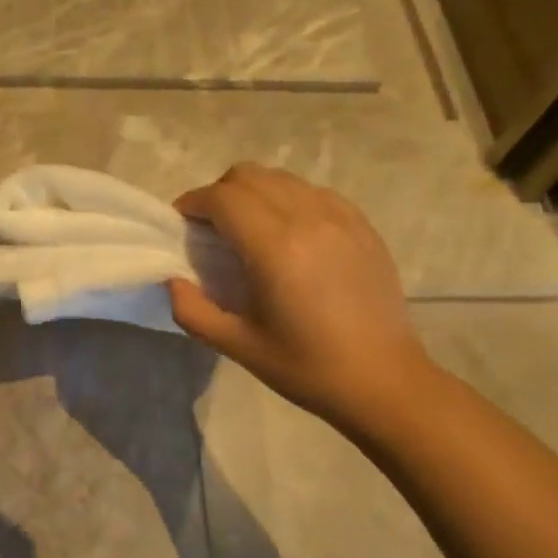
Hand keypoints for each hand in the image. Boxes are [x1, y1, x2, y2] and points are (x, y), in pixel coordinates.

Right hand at [167, 165, 434, 432]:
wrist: (384, 381)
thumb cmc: (307, 367)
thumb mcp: (237, 346)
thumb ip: (192, 310)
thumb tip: (173, 280)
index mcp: (275, 247)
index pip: (222, 198)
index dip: (193, 203)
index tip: (181, 223)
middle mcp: (308, 218)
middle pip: (249, 176)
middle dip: (219, 194)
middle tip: (210, 228)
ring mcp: (340, 217)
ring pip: (281, 179)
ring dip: (253, 193)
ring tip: (247, 229)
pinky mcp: (362, 225)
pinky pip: (313, 192)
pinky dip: (288, 200)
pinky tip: (288, 235)